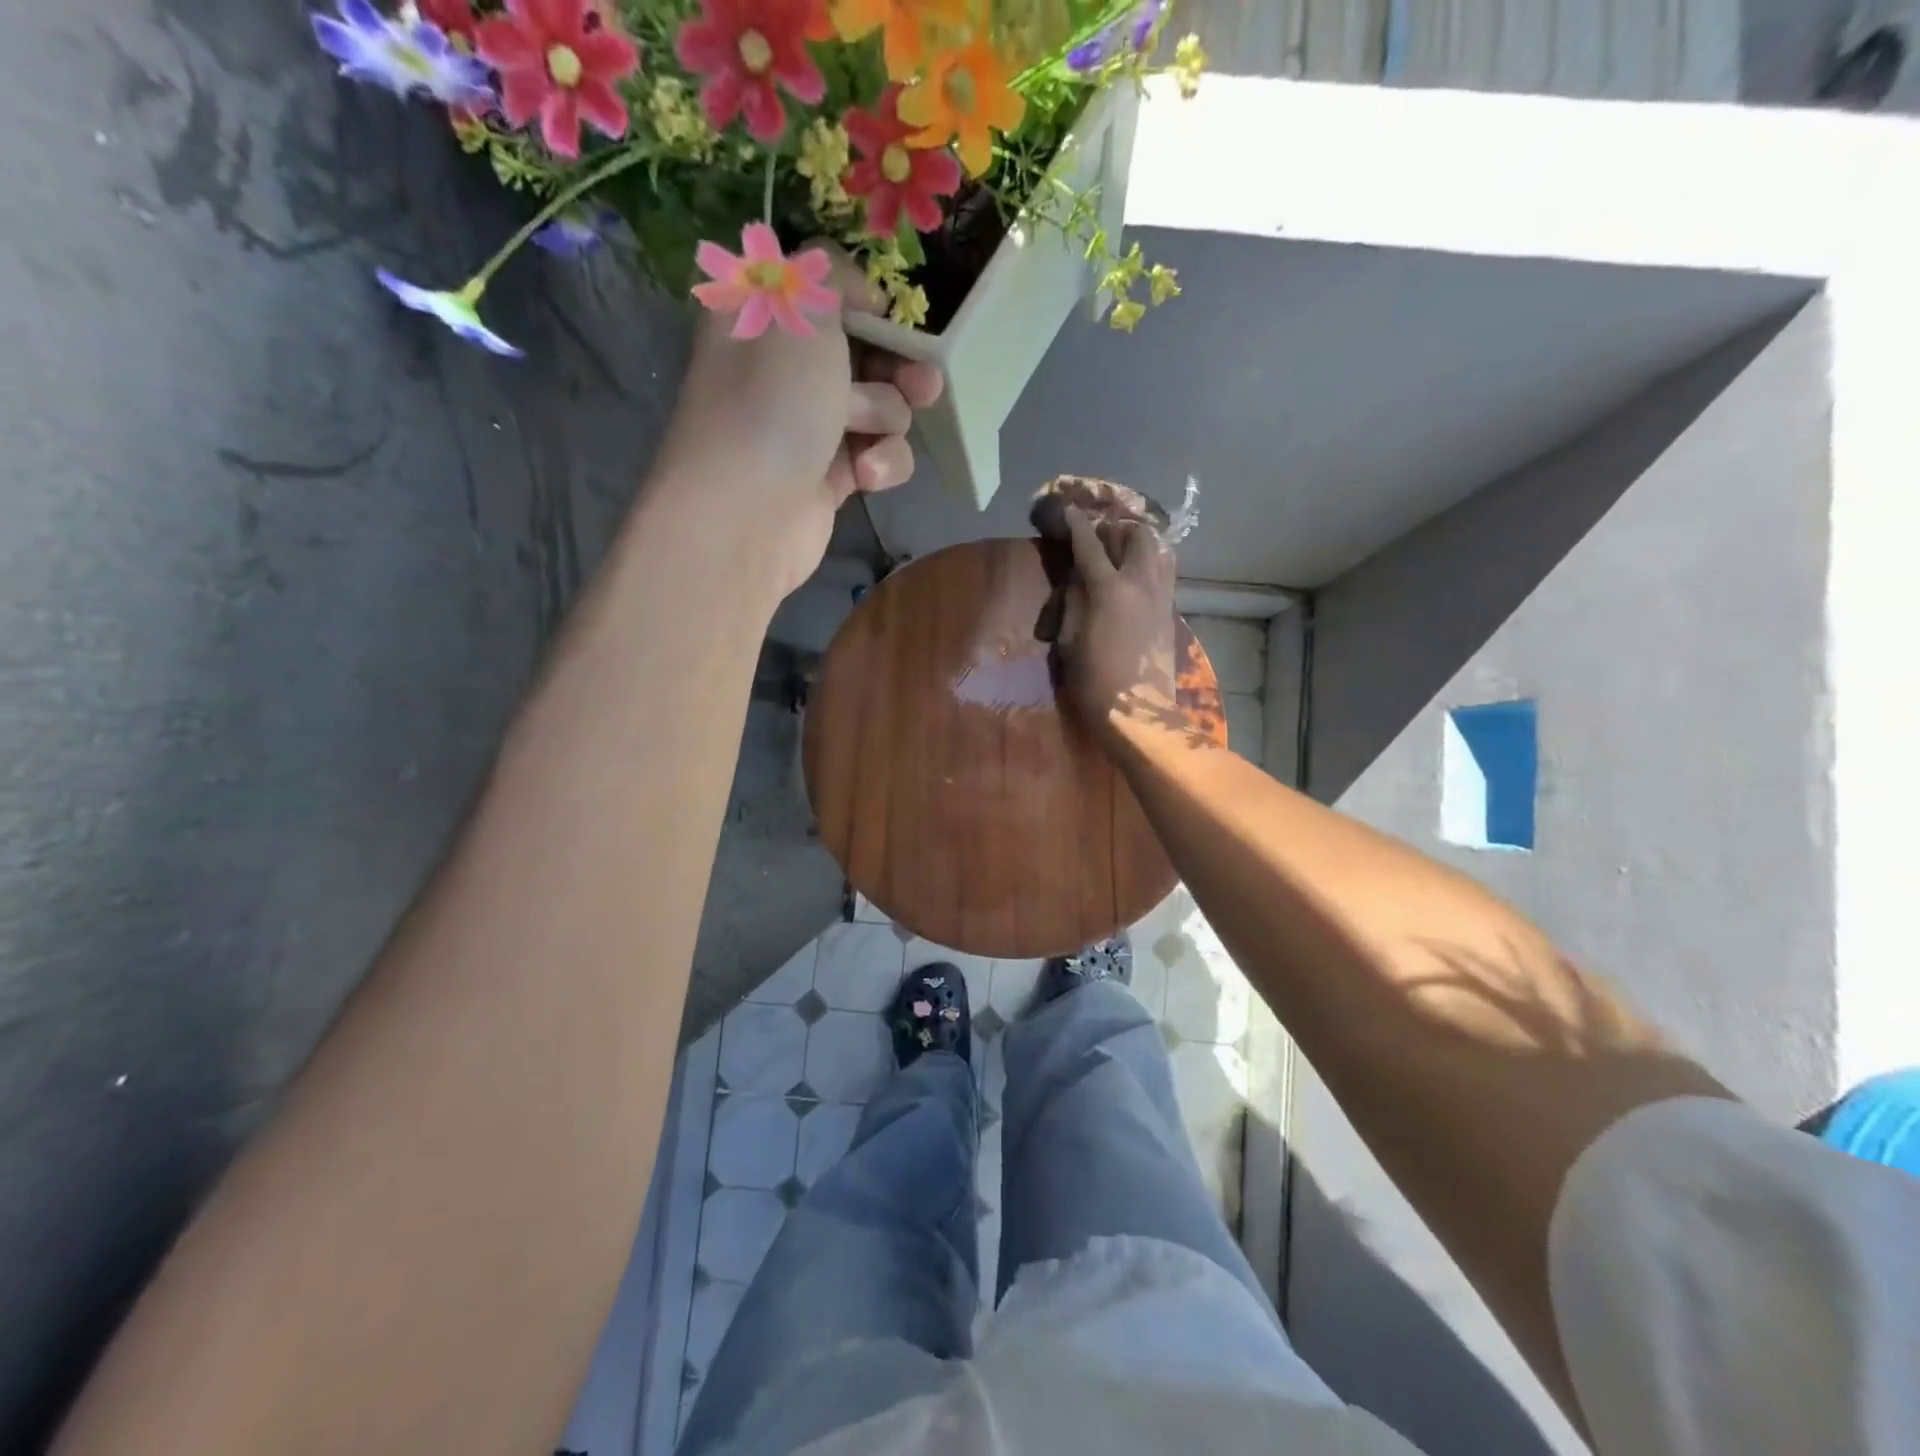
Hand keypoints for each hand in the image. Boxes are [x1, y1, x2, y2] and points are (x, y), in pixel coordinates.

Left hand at [655, 247, 943, 598]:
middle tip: (922, 381)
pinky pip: (879, 456)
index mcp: (764, 317)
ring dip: (887, 418)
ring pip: (881, 407)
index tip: (886, 318)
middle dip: (897, 367)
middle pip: (865, 353)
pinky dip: (881, 463)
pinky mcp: (830, 477)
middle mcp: (785, 369)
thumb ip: (833, 275)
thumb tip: (861, 294)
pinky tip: (866, 476)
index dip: (865, 305)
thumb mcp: (800, 305)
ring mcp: (809, 426)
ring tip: (868, 433)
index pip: (827, 294)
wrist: (749, 511)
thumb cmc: (773, 399)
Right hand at [1053, 505, 1177, 734]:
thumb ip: (1073, 602)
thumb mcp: (1069, 640)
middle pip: (1138, 536)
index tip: (1068, 509)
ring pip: (1159, 552)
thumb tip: (1078, 580)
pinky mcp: (1170, 613)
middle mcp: (1140, 584)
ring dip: (1140, 545)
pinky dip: (1150, 566)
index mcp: (1109, 590)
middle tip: (1100, 537)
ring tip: (1122, 554)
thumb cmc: (1093, 680)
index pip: (1090, 545)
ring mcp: (1161, 597)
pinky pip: (1164, 575)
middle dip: (1118, 529)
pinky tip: (1135, 580)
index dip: (1077, 524)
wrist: (1137, 712)